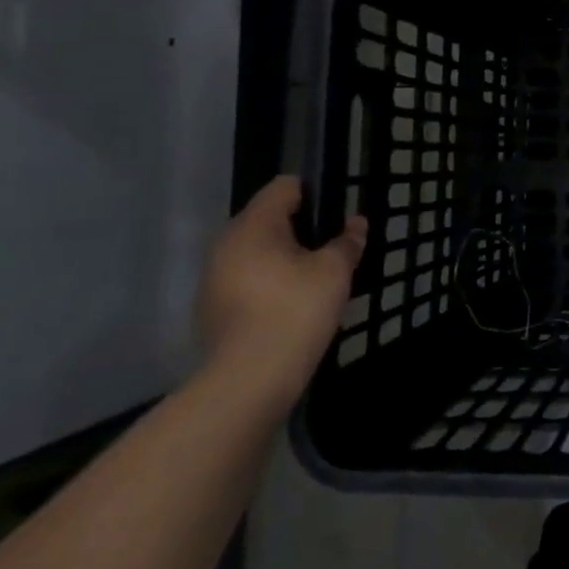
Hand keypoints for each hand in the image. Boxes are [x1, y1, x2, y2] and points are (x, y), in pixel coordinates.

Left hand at [196, 176, 367, 416]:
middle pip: (267, 220)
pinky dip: (269, 284)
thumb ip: (347, 242)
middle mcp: (225, 245)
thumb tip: (356, 224)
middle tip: (332, 249)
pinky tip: (291, 307)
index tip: (337, 215)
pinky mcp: (212, 309)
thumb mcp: (335, 272)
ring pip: (256, 253)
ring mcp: (213, 279)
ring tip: (315, 280)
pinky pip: (246, 280)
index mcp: (253, 227)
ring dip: (284, 258)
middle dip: (301, 229)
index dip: (314, 193)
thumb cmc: (296, 311)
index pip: (283, 188)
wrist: (249, 380)